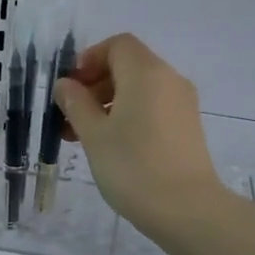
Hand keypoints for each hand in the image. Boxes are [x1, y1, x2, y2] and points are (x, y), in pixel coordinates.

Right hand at [54, 33, 227, 240]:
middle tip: (70, 116)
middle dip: (96, 84)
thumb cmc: (133, 166)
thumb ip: (76, 103)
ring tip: (84, 136)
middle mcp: (169, 79)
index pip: (118, 45)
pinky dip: (129, 116)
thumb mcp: (94, 134)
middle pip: (128, 66)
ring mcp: (182, 104)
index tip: (71, 87)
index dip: (90, 59)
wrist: (187, 209)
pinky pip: (153, 108)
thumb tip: (66, 85)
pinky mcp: (187, 127)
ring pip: (140, 89)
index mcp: (146, 72)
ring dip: (109, 103)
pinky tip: (112, 146)